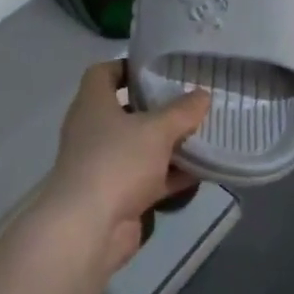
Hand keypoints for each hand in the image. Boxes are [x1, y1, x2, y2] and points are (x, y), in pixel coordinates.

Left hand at [35, 61, 210, 278]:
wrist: (89, 227)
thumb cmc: (117, 162)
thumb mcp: (156, 130)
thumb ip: (182, 111)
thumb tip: (202, 94)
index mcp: (93, 105)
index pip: (103, 73)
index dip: (127, 66)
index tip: (158, 68)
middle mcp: (94, 131)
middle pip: (127, 111)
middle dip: (158, 108)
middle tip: (191, 101)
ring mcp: (104, 164)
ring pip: (141, 147)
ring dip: (168, 144)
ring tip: (204, 132)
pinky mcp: (118, 194)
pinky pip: (149, 178)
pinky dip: (171, 175)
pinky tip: (202, 170)